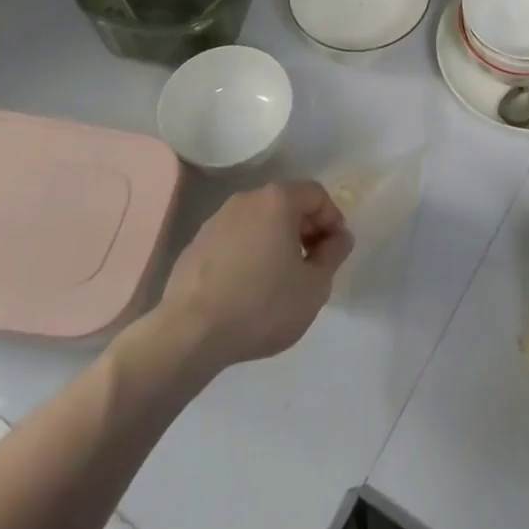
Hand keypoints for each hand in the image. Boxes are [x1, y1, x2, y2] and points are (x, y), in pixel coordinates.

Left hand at [157, 181, 353, 370]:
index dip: (332, 219)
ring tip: (280, 279)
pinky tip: (248, 288)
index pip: (316, 194)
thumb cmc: (262, 305)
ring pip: (258, 222)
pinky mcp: (195, 245)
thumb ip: (333, 255)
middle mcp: (246, 199)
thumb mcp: (314, 287)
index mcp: (278, 200)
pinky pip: (234, 240)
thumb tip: (339, 238)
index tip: (334, 251)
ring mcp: (216, 220)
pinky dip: (248, 254)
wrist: (189, 334)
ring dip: (276, 241)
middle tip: (312, 265)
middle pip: (286, 204)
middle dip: (305, 229)